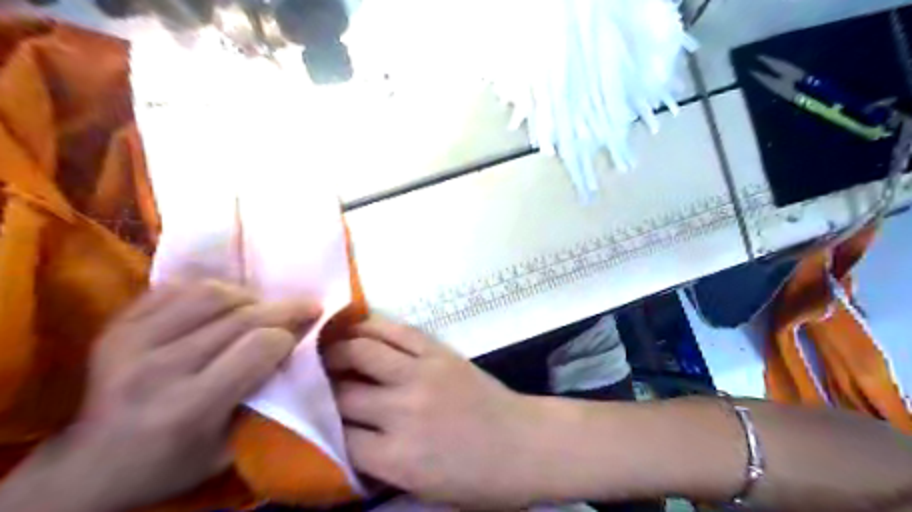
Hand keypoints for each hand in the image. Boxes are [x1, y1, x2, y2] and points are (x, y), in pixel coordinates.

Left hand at [0, 282, 322, 511]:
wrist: (91, 466)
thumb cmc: (172, 462)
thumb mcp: (231, 446)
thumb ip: (266, 395)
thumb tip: (297, 344)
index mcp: (187, 407)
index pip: (259, 346)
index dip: (289, 336)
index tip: (304, 335)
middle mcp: (157, 369)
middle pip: (241, 317)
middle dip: (285, 309)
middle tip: (307, 306)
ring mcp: (130, 341)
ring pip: (212, 294)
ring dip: (249, 296)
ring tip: (262, 308)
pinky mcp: (117, 325)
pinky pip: (179, 289)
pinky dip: (212, 291)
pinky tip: (224, 304)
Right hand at [328, 321, 555, 506]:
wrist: (525, 444)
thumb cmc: (478, 479)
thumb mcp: (422, 489)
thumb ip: (379, 465)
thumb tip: (344, 439)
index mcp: (396, 458)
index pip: (337, 437)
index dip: (318, 425)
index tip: (308, 416)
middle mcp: (402, 411)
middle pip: (342, 393)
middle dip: (320, 387)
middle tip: (307, 380)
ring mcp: (421, 374)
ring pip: (362, 351)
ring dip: (337, 348)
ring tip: (324, 349)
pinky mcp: (439, 353)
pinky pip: (398, 331)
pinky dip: (372, 326)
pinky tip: (357, 327)